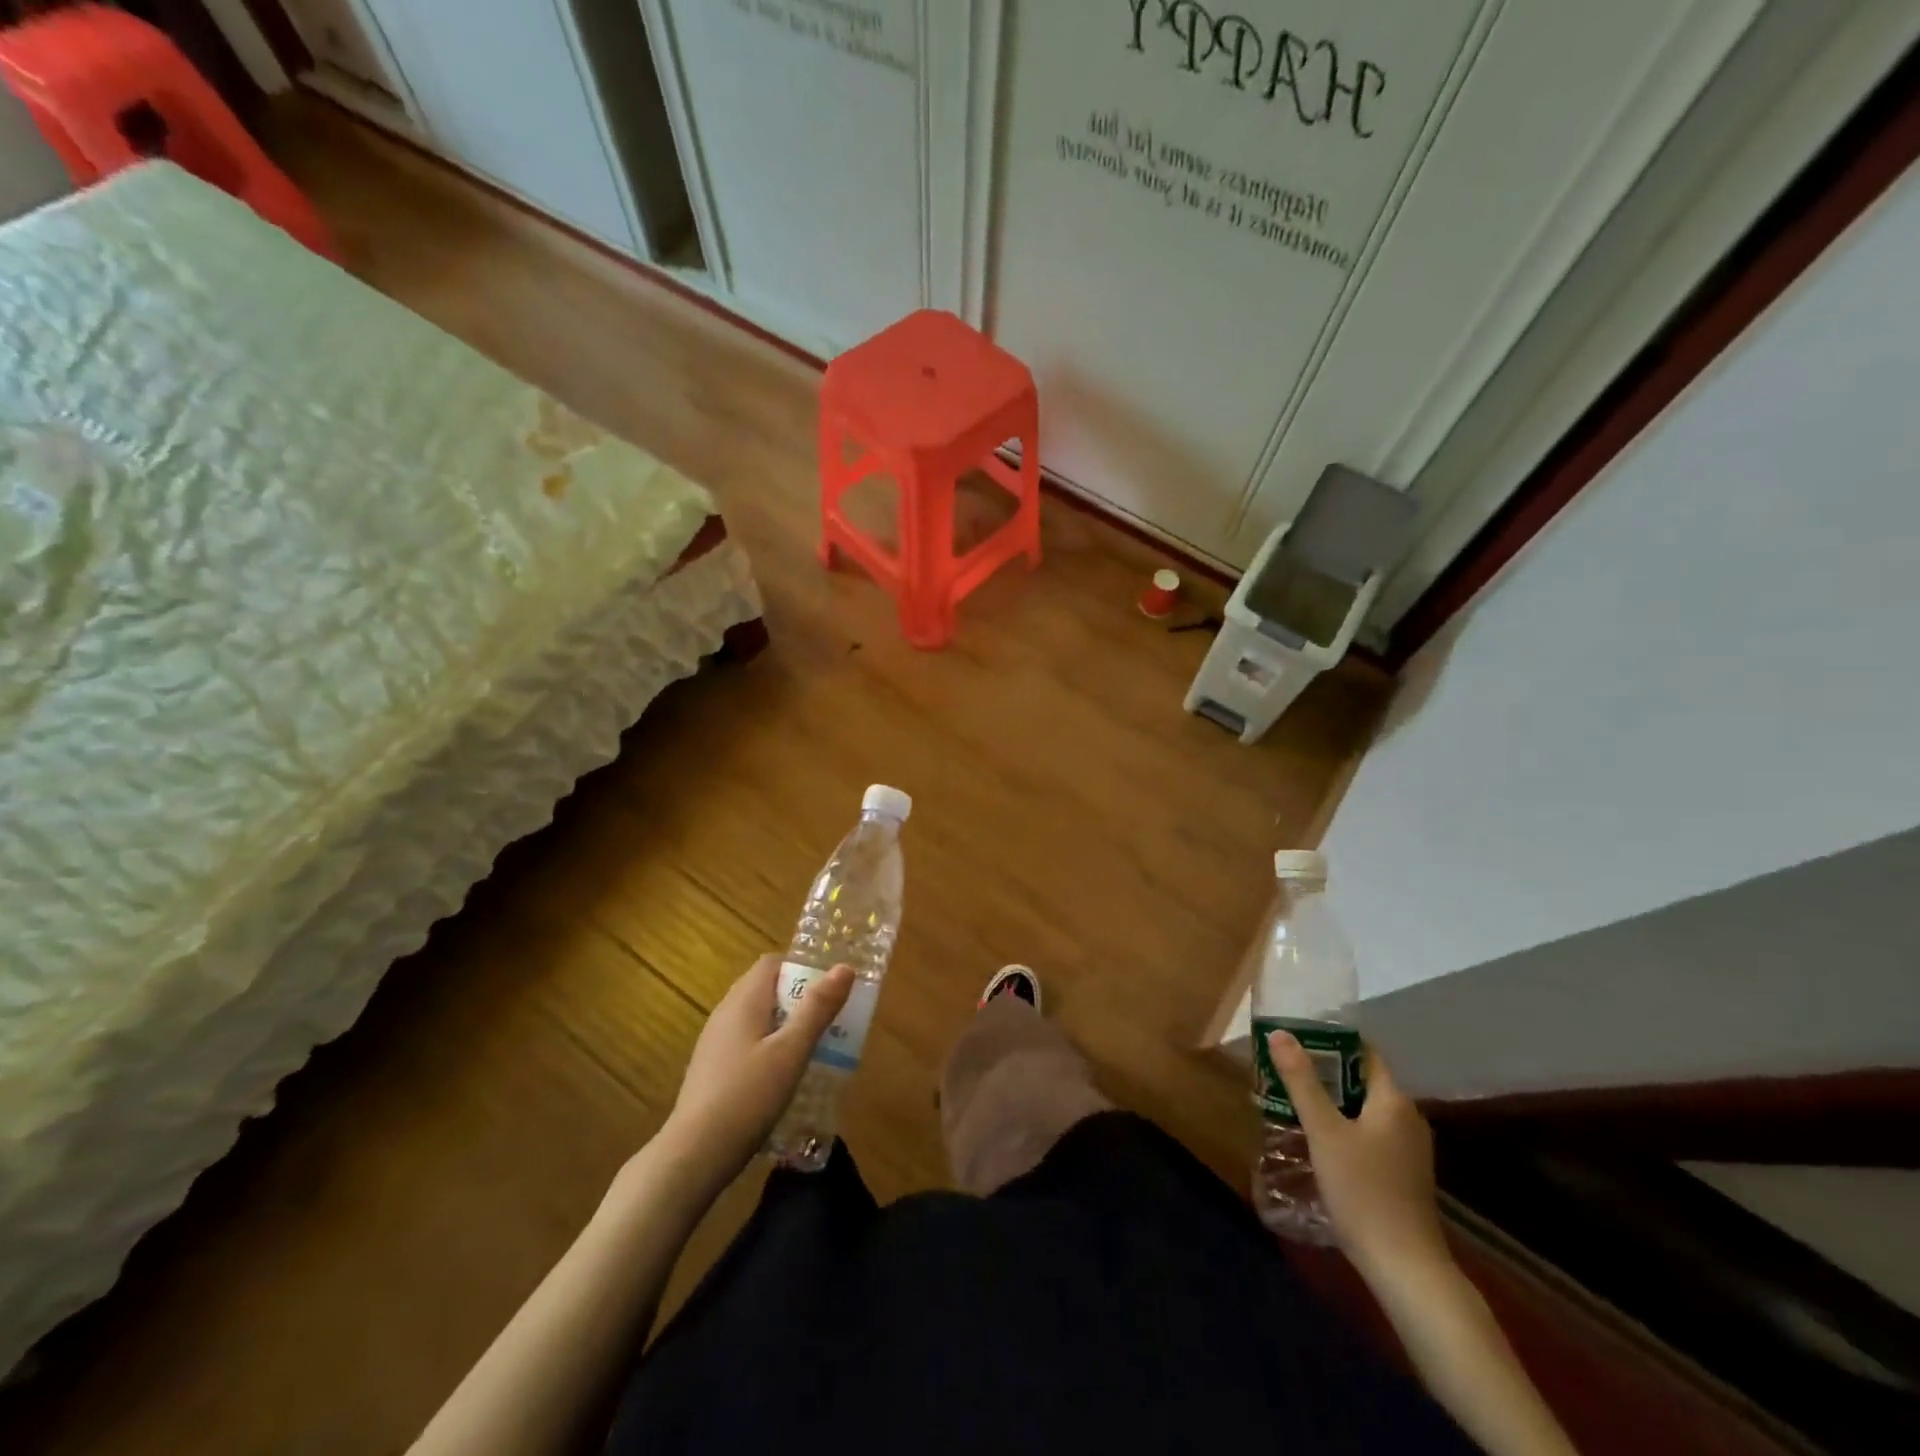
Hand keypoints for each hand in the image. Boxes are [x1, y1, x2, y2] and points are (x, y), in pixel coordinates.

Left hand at [661, 955, 852, 1187]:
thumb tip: (844, 967)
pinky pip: (747, 1042)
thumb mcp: (791, 1051)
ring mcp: (715, 1042)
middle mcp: (725, 1013)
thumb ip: (817, 1009)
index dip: (802, 968)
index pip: (772, 963)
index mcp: (743, 1001)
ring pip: (757, 1018)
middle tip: (829, 1021)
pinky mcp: (712, 1070)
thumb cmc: (748, 1096)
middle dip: (799, 998)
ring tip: (813, 1049)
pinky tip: (783, 1077)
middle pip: (766, 989)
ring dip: (786, 1025)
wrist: (694, 1155)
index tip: (829, 990)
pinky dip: (769, 1047)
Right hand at [1269, 1033, 1450, 1280]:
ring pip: (1366, 1109)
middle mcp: (1408, 1118)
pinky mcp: (1404, 1174)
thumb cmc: (1362, 1190)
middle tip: (1285, 1068)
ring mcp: (1409, 1149)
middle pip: (1363, 1080)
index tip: (1297, 1037)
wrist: (1404, 1267)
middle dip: (1325, 1072)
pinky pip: (1371, 1133)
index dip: (1332, 1040)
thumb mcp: (1323, 1131)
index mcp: (1394, 1101)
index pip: (1365, 1053)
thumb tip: (1280, 1033)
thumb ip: (1301, 1080)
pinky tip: (1319, 1139)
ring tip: (1293, 1099)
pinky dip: (1345, 1126)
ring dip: (1333, 1101)